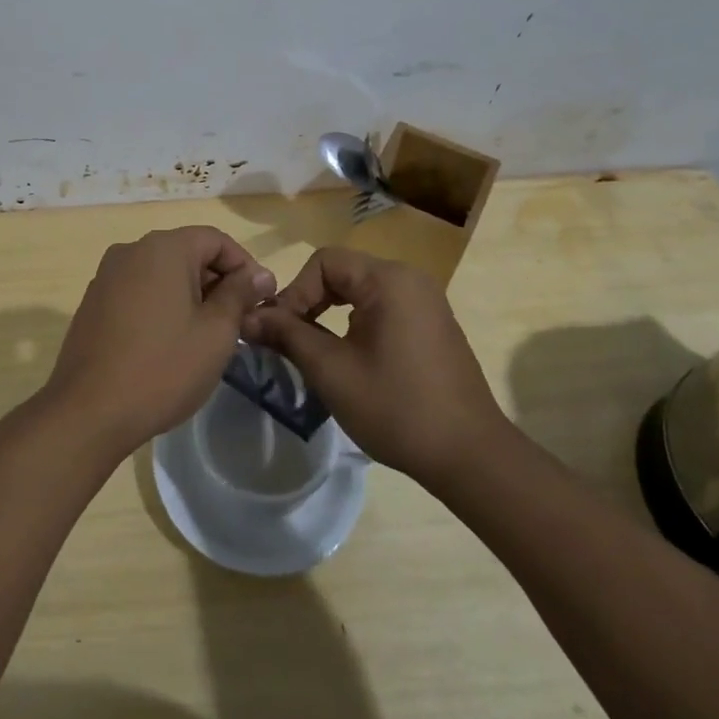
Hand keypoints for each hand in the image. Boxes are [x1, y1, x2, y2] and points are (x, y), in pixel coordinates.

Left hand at [44, 227, 276, 458]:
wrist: (89, 411)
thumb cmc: (164, 367)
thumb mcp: (216, 332)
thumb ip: (239, 294)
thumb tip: (259, 274)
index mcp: (163, 248)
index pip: (215, 239)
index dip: (244, 265)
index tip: (261, 299)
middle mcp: (131, 250)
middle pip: (187, 253)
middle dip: (218, 282)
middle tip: (240, 322)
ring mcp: (107, 276)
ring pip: (162, 273)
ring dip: (191, 295)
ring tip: (208, 335)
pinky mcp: (93, 302)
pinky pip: (139, 291)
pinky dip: (162, 305)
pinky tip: (170, 342)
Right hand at [243, 247, 509, 485]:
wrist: (470, 457)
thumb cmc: (396, 408)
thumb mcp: (331, 370)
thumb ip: (287, 335)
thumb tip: (248, 317)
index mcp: (388, 280)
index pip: (324, 262)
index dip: (294, 292)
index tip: (278, 331)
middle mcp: (410, 280)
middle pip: (342, 272)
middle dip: (308, 302)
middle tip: (288, 339)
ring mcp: (425, 302)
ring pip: (360, 291)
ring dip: (329, 314)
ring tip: (311, 349)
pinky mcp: (431, 325)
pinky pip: (381, 308)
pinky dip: (354, 323)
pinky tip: (348, 358)